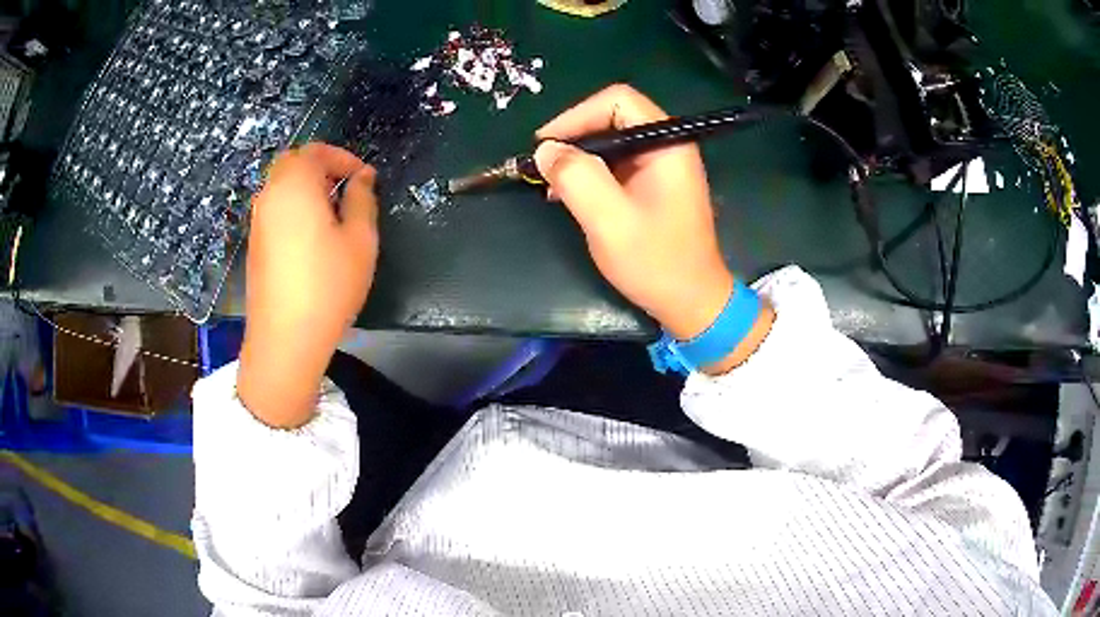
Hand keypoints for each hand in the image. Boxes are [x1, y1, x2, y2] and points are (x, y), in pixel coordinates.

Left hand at [237, 143, 377, 427]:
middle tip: (346, 190)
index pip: (316, 151)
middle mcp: (270, 195)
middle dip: (322, 167)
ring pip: (281, 185)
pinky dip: (294, 207)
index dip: (343, 158)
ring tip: (333, 214)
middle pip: (293, 163)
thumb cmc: (328, 286)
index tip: (364, 179)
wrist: (285, 339)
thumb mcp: (360, 240)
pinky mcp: (255, 243)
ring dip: (307, 187)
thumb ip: (362, 199)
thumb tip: (362, 177)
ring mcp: (257, 220)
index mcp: (295, 185)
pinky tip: (311, 237)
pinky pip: (275, 208)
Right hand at [534, 85, 772, 372]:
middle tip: (544, 167)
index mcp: (667, 144)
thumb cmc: (656, 262)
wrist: (691, 302)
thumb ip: (577, 178)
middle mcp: (667, 145)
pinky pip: (615, 165)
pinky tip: (569, 195)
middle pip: (612, 117)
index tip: (546, 145)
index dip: (577, 115)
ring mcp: (661, 166)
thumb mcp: (609, 220)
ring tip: (551, 185)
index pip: (617, 100)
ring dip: (578, 158)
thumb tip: (546, 150)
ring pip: (610, 142)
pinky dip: (589, 174)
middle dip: (574, 138)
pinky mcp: (653, 185)